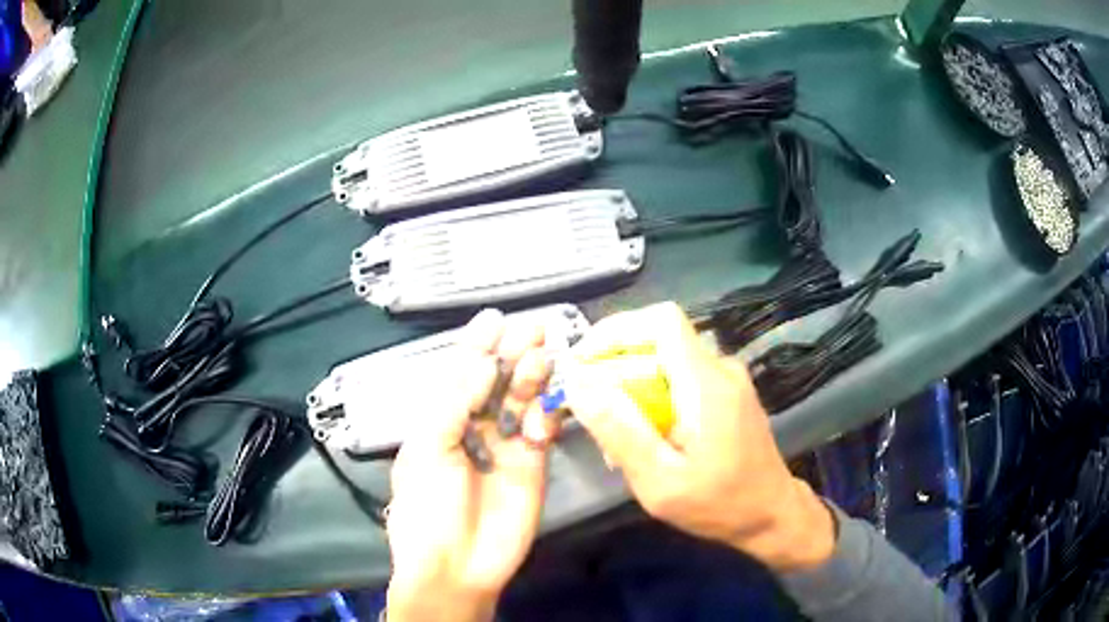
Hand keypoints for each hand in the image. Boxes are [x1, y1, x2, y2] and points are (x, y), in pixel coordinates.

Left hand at [385, 309, 556, 621]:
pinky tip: (547, 407)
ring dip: (532, 377)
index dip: (475, 346)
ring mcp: (506, 446)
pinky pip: (542, 430)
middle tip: (534, 327)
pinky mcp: (533, 465)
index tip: (494, 318)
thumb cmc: (428, 506)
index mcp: (439, 421)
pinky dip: (546, 414)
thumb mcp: (427, 449)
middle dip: (512, 353)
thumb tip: (482, 360)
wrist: (457, 565)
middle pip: (496, 382)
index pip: (459, 374)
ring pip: (522, 401)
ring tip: (543, 354)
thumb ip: (454, 401)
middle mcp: (473, 427)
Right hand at [563, 302, 835, 571]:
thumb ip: (620, 432)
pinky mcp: (728, 394)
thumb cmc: (719, 504)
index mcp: (706, 383)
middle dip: (616, 370)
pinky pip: (681, 380)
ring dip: (633, 389)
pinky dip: (655, 399)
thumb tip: (579, 385)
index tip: (583, 361)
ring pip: (666, 363)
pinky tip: (648, 441)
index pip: (661, 321)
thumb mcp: (660, 481)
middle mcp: (720, 369)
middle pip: (657, 343)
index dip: (616, 329)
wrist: (771, 514)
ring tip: (618, 440)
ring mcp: (727, 380)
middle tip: (592, 415)